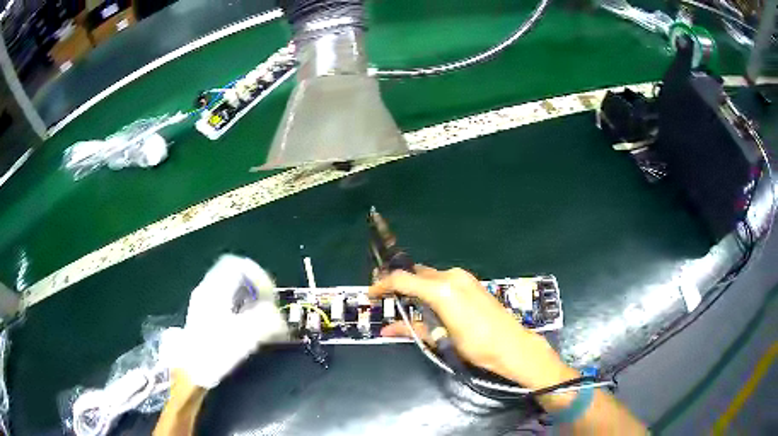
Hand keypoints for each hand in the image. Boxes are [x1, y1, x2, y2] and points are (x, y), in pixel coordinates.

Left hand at [161, 255, 287, 388]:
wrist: (190, 369)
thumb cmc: (215, 350)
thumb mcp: (245, 335)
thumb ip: (266, 321)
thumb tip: (279, 317)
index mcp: (216, 289)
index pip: (239, 265)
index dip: (259, 276)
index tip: (270, 296)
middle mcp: (207, 290)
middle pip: (234, 276)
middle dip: (254, 290)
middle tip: (267, 307)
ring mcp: (202, 303)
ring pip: (228, 290)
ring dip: (246, 301)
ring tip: (258, 320)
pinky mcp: (201, 317)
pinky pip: (223, 303)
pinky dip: (237, 310)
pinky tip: (243, 329)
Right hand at [369, 266, 577, 391]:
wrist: (511, 345)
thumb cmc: (474, 345)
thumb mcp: (440, 339)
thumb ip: (412, 329)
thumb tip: (386, 330)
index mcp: (441, 289)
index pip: (403, 279)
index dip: (383, 285)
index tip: (371, 294)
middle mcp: (451, 276)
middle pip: (416, 274)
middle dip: (399, 284)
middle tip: (386, 299)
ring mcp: (463, 277)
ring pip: (430, 276)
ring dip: (416, 286)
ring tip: (406, 304)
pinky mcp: (472, 282)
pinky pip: (444, 280)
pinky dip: (431, 288)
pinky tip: (429, 304)